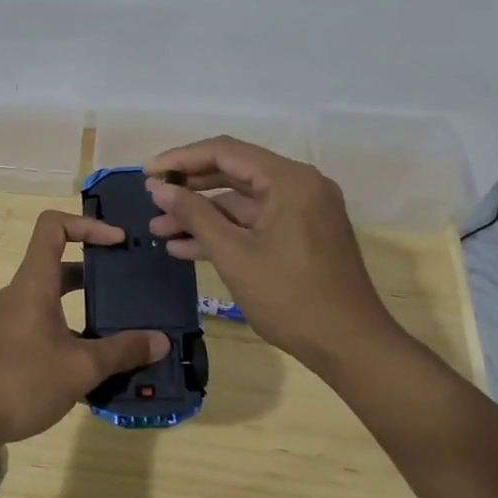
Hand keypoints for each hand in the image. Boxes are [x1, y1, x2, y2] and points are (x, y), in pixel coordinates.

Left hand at [0, 210, 170, 445]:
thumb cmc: (22, 380)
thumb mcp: (81, 368)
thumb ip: (122, 352)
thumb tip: (161, 341)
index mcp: (35, 282)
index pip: (54, 226)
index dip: (87, 224)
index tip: (118, 242)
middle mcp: (21, 293)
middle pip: (59, 264)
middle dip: (96, 272)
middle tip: (128, 286)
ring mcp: (11, 320)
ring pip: (53, 300)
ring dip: (84, 309)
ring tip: (119, 331)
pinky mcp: (7, 345)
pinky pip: (44, 326)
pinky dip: (69, 335)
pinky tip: (91, 369)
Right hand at [146, 137, 393, 365]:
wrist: (351, 346)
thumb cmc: (291, 297)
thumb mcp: (234, 254)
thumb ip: (195, 215)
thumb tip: (160, 188)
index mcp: (289, 179)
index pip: (225, 151)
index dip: (181, 159)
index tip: (147, 173)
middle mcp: (299, 185)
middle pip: (233, 171)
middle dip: (189, 187)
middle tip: (151, 198)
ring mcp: (302, 210)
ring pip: (242, 201)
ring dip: (202, 214)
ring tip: (159, 229)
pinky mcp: (301, 234)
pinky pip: (256, 222)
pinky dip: (225, 231)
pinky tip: (186, 247)